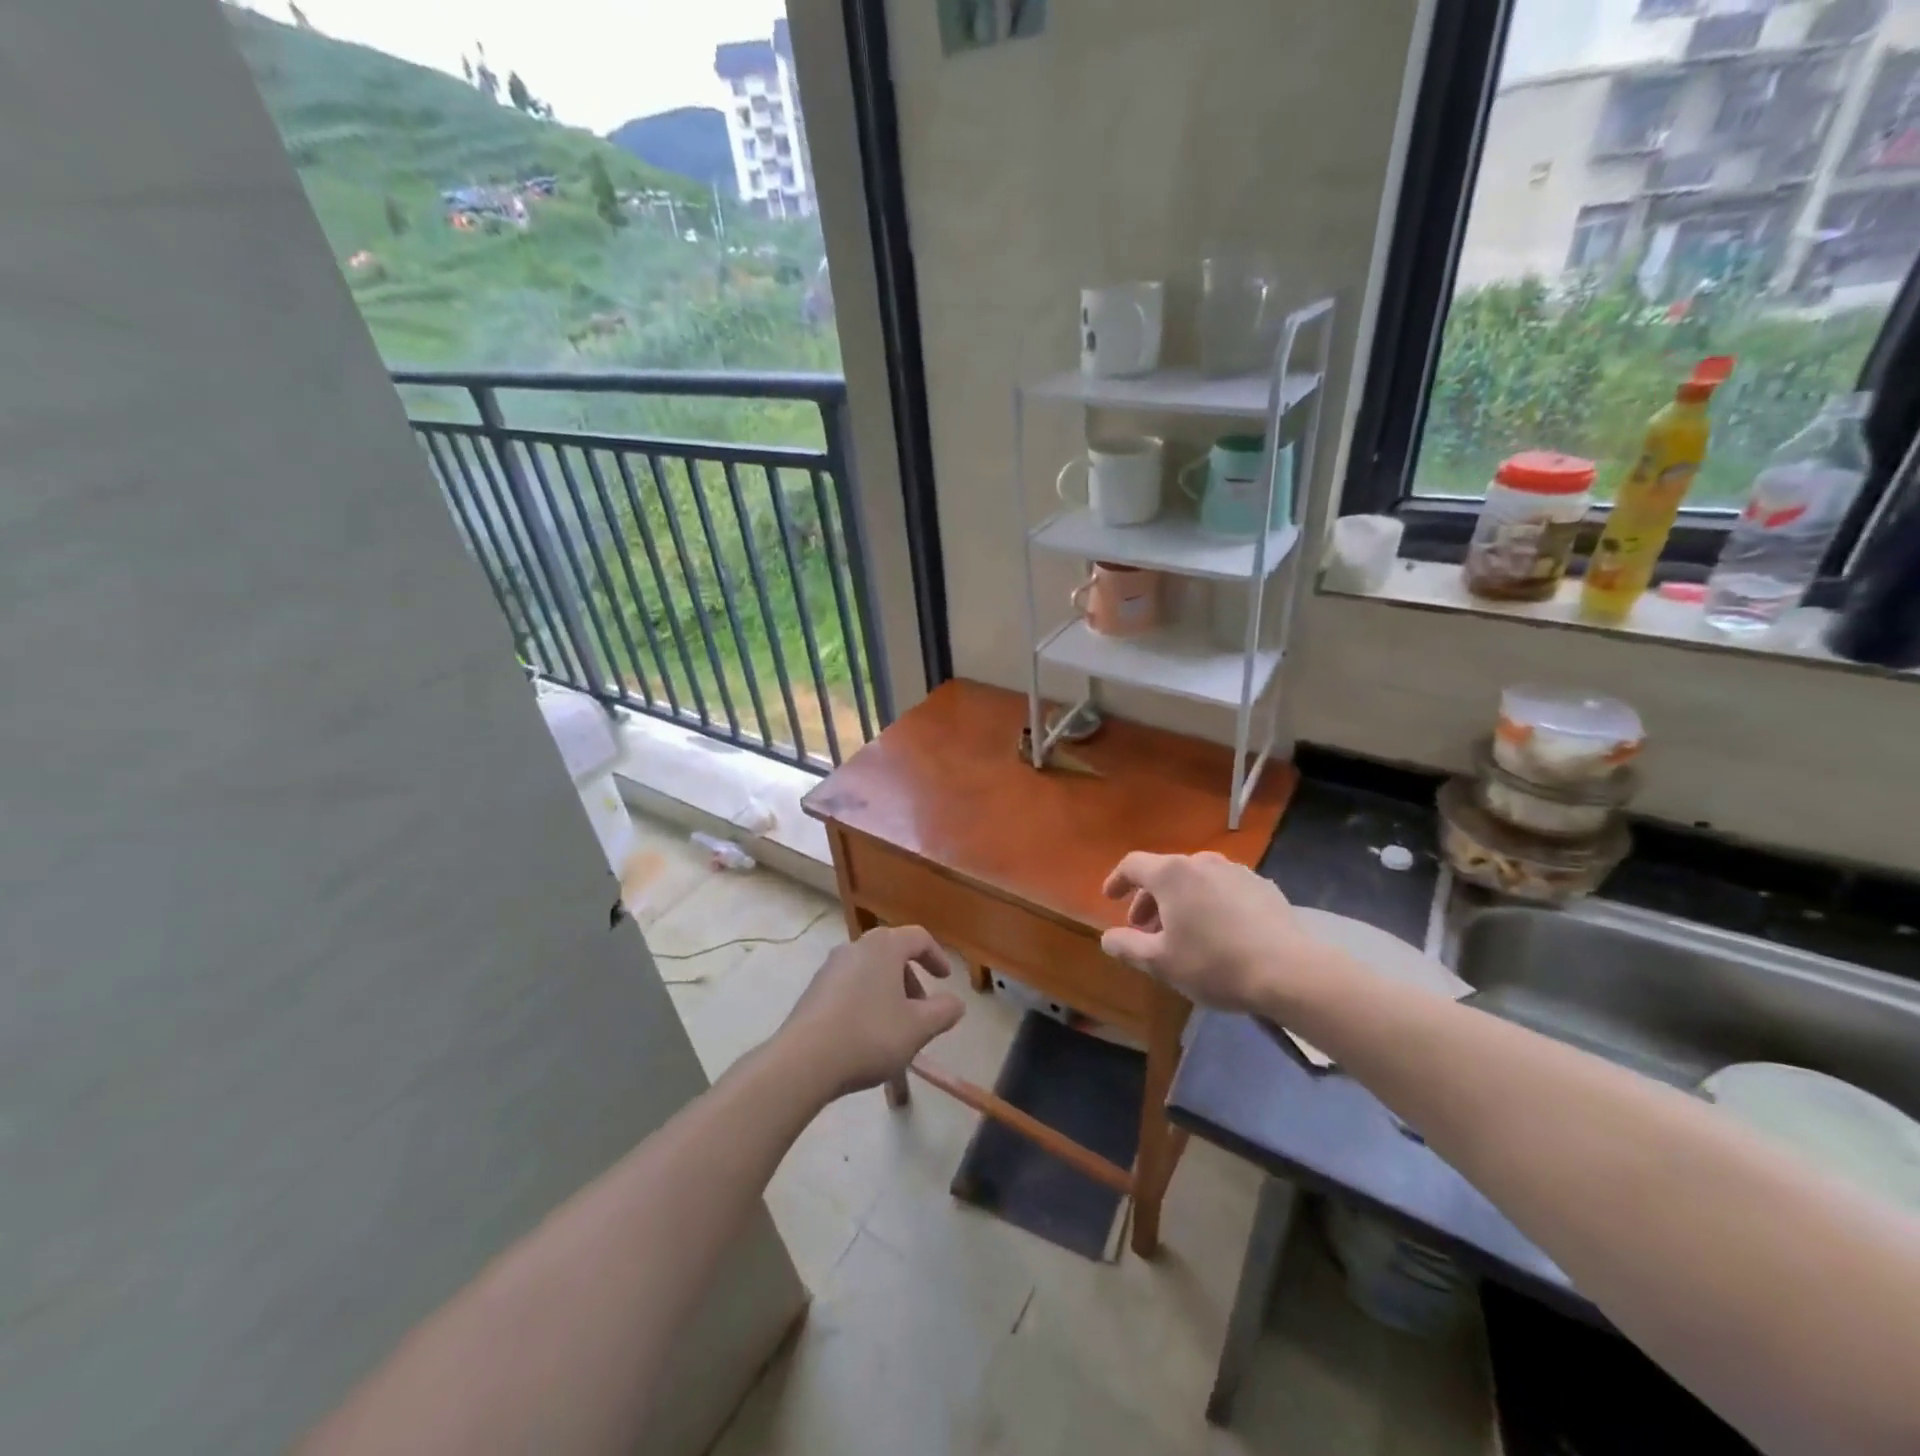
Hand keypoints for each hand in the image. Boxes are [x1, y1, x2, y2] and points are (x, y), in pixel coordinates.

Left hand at [779, 926, 964, 1097]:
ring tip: (896, 1026)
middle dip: (911, 978)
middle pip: (892, 952)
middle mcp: (856, 947)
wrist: (804, 1060)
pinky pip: (850, 985)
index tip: (945, 979)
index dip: (936, 956)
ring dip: (889, 990)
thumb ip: (943, 1012)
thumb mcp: (918, 1028)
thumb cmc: (869, 1035)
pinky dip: (866, 999)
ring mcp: (831, 967)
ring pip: (870, 970)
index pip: (918, 938)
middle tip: (922, 1008)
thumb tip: (956, 1003)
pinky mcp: (814, 989)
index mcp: (884, 947)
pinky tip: (867, 1032)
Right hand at [1101, 852, 1334, 1015]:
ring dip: (1180, 901)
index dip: (1117, 880)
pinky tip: (1218, 931)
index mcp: (1172, 874)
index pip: (1133, 865)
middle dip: (1149, 899)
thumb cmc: (1214, 964)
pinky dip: (1210, 903)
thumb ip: (1127, 947)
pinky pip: (1224, 889)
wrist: (1289, 971)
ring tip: (1182, 931)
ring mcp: (1236, 871)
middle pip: (1165, 872)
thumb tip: (1108, 938)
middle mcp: (1202, 862)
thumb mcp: (1161, 962)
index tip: (1110, 897)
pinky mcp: (1263, 887)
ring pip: (1196, 880)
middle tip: (1144, 928)